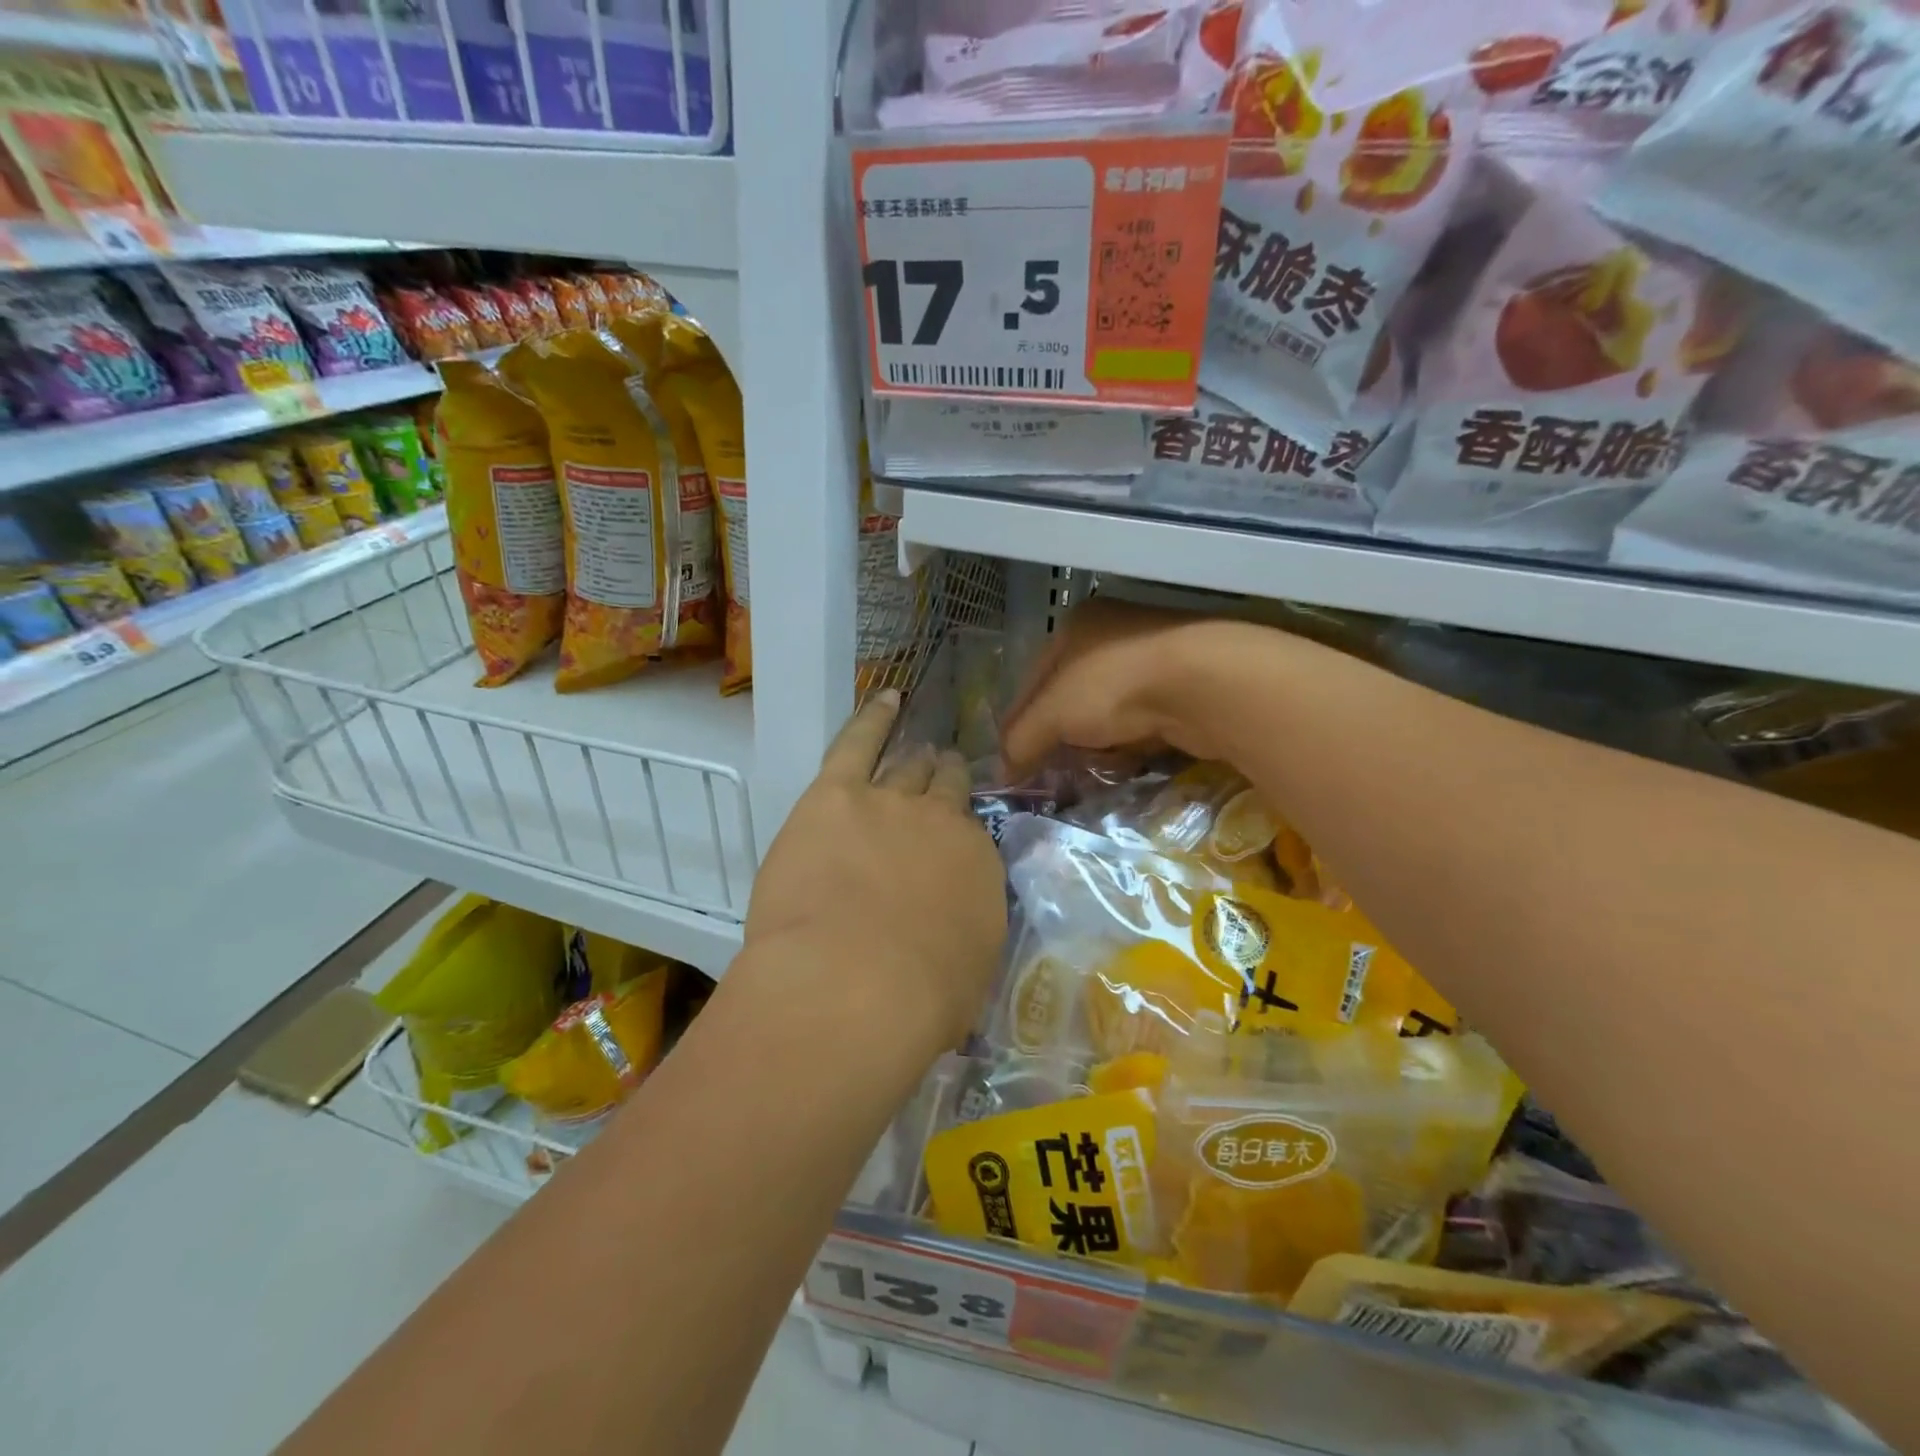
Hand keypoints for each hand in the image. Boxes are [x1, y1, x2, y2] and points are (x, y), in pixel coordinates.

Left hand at [743, 691, 1007, 1059]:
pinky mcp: (836, 794)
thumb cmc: (916, 1004)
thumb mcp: (963, 975)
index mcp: (976, 866)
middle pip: (943, 790)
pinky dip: (874, 718)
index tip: (950, 836)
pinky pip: (859, 742)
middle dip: (943, 782)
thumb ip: (959, 934)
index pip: (970, 836)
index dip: (959, 832)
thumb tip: (948, 928)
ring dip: (914, 759)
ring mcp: (889, 802)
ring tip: (917, 749)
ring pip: (907, 767)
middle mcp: (941, 823)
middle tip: (941, 775)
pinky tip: (887, 701)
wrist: (853, 986)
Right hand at [1000, 600, 1257, 772]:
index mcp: (1075, 626)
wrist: (1205, 683)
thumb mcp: (1051, 714)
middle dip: (1060, 738)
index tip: (1013, 763)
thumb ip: (1021, 740)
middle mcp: (1112, 634)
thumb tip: (1003, 772)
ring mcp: (1151, 659)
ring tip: (1089, 771)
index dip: (1019, 724)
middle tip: (1051, 773)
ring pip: (1107, 713)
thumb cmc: (1114, 685)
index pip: (1033, 681)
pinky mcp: (1182, 688)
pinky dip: (1129, 745)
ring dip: (1096, 744)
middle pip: (1071, 698)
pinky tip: (1126, 762)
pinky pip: (1141, 723)